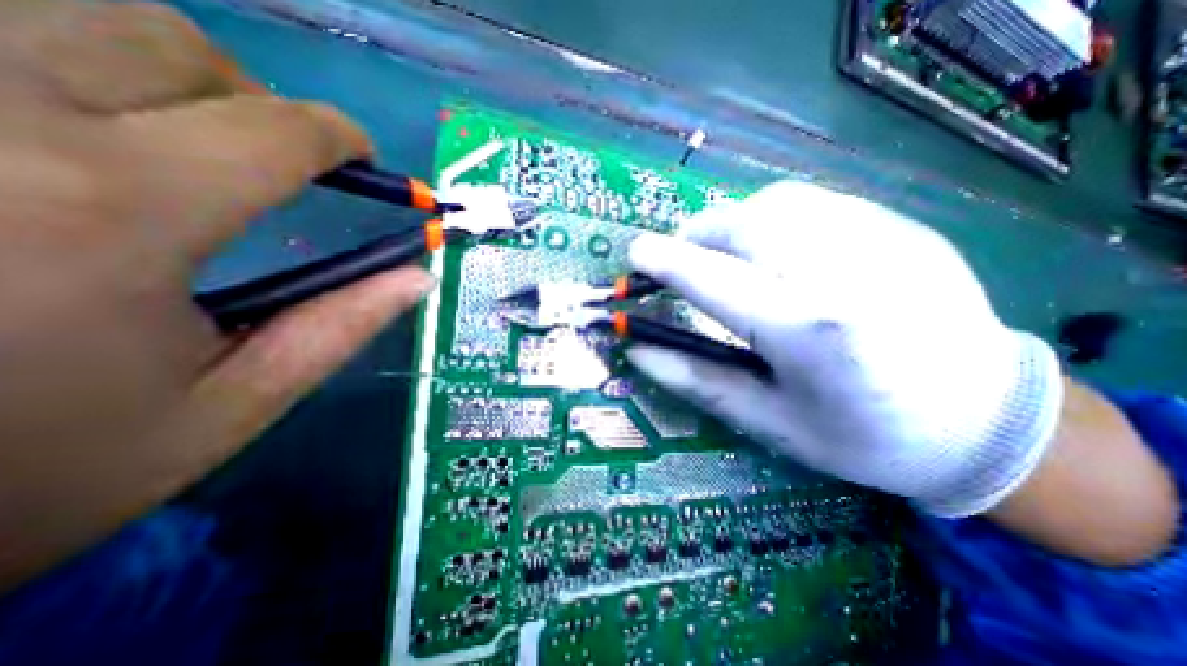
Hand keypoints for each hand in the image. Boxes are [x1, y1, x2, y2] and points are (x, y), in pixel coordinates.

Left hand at [0, 1, 433, 588]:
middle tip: (277, 147)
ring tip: (185, 123)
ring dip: (149, 55)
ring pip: (49, 4)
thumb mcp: (221, 415)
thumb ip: (338, 332)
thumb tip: (420, 281)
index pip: (276, 132)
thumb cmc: (7, 487)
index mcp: (115, 215)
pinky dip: (62, 62)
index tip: (368, 166)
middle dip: (244, 89)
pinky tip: (85, 124)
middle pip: (165, 40)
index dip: (337, 142)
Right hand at [629, 181, 1066, 516]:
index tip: (634, 253)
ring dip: (733, 222)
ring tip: (727, 256)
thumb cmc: (863, 437)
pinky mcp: (903, 228)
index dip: (667, 263)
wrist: (987, 424)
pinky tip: (778, 253)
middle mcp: (845, 272)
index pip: (714, 280)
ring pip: (778, 202)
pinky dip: (774, 218)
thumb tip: (637, 350)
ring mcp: (883, 240)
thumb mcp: (767, 421)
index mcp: (809, 331)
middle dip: (698, 235)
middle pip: (746, 222)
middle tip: (684, 262)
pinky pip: (815, 204)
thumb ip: (696, 380)